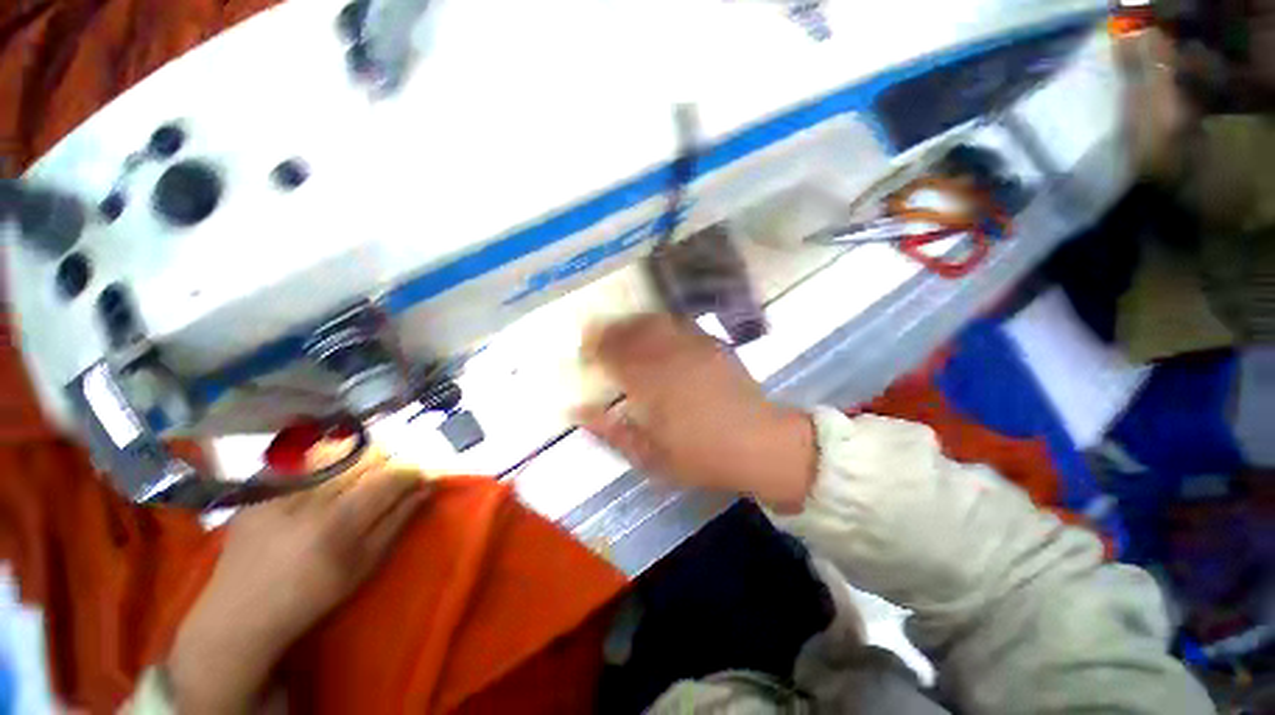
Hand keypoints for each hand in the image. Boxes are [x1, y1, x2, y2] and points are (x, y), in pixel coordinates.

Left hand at [167, 451, 429, 713]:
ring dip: (360, 453)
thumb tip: (426, 487)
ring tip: (364, 467)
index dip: (414, 470)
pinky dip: (323, 452)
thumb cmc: (311, 596)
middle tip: (393, 472)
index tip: (423, 474)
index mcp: (339, 524)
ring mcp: (279, 488)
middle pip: (366, 455)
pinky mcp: (258, 486)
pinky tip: (329, 463)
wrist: (239, 613)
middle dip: (389, 458)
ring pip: (336, 449)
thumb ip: (398, 521)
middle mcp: (309, 498)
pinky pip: (301, 455)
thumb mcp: (363, 566)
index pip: (391, 477)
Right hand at [575, 314, 815, 511]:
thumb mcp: (649, 456)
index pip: (612, 354)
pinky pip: (679, 324)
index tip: (584, 350)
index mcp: (650, 385)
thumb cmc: (701, 456)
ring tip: (622, 330)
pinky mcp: (712, 344)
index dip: (594, 347)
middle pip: (631, 332)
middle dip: (609, 331)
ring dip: (632, 323)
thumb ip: (611, 431)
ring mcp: (693, 346)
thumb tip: (578, 411)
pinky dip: (659, 323)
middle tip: (598, 337)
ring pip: (653, 322)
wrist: (758, 443)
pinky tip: (656, 331)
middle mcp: (669, 357)